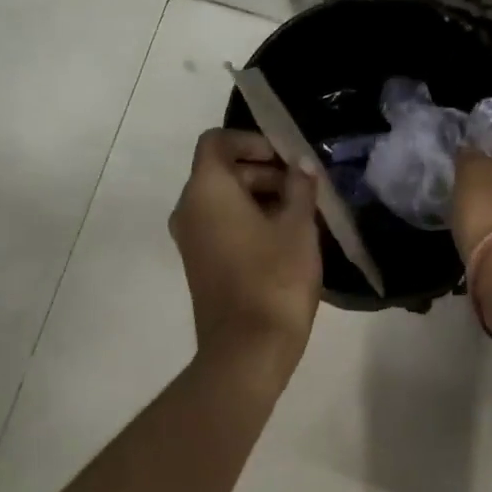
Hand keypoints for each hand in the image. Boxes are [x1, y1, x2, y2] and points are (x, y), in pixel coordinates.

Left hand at [170, 129, 322, 375]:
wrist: (248, 350)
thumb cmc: (275, 278)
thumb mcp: (299, 226)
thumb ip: (300, 187)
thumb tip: (300, 165)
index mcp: (207, 190)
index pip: (217, 141)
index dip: (252, 141)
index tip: (286, 158)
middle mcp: (189, 208)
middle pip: (221, 170)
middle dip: (263, 170)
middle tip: (303, 187)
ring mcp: (190, 239)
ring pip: (222, 199)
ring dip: (258, 196)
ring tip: (300, 213)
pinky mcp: (199, 263)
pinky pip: (220, 224)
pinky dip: (248, 219)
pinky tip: (284, 237)